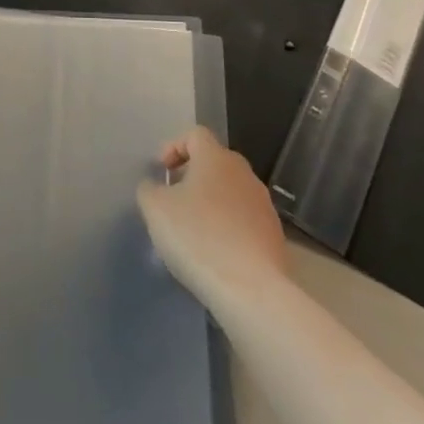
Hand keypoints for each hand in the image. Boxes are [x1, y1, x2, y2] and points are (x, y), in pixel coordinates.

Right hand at [137, 126, 288, 310]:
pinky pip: (244, 219)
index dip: (174, 147)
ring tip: (193, 230)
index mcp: (216, 158)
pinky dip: (228, 227)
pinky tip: (215, 252)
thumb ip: (149, 189)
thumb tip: (155, 187)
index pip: (195, 134)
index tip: (161, 172)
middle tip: (173, 200)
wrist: (250, 288)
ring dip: (211, 202)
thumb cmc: (197, 237)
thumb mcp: (155, 209)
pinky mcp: (274, 235)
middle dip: (192, 176)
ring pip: (231, 191)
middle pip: (215, 162)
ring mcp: (263, 204)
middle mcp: (243, 173)